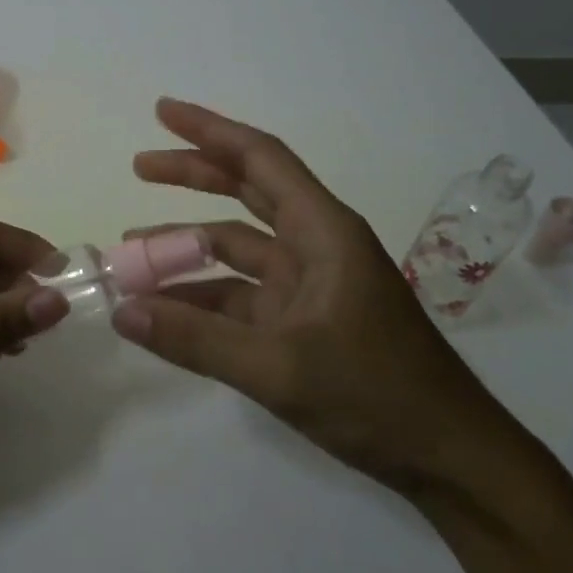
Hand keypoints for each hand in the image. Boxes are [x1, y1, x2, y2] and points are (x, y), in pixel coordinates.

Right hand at [118, 98, 526, 497]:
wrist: (450, 459)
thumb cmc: (377, 396)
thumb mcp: (279, 368)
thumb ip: (195, 340)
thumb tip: (122, 312)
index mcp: (322, 232)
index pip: (260, 159)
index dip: (209, 131)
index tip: (162, 113)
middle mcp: (315, 246)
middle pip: (246, 192)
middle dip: (192, 176)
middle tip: (138, 167)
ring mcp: (308, 286)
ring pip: (237, 248)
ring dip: (188, 248)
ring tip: (133, 253)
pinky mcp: (302, 322)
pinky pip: (241, 296)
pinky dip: (203, 298)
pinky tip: (164, 311)